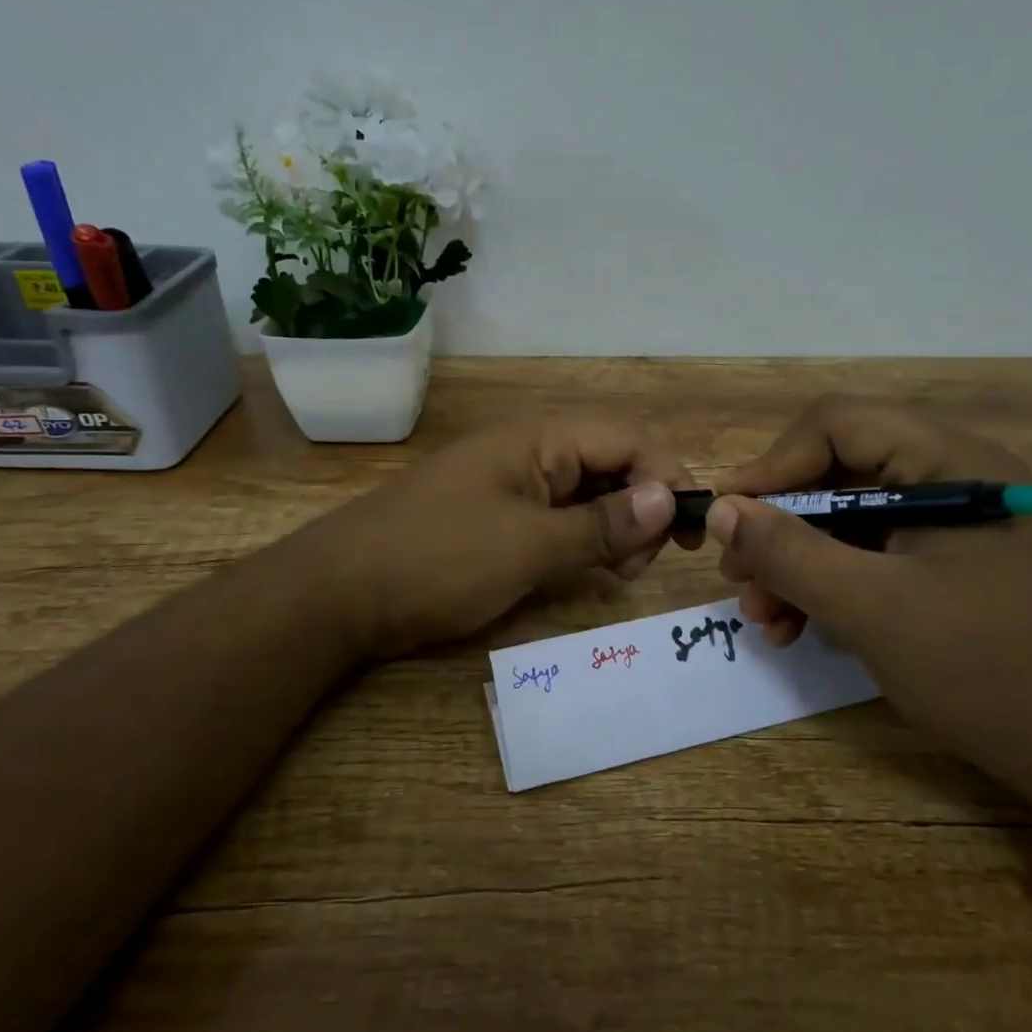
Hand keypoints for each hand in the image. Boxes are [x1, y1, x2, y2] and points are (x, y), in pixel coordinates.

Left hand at [307, 413, 691, 657]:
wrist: (340, 593)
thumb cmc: (439, 560)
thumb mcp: (529, 546)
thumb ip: (603, 525)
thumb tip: (671, 499)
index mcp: (539, 439)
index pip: (629, 439)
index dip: (668, 477)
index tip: (691, 534)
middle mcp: (530, 451)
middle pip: (612, 463)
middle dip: (643, 506)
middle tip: (640, 564)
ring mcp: (511, 483)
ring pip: (587, 493)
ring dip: (615, 527)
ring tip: (616, 574)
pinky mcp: (497, 516)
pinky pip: (558, 517)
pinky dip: (581, 540)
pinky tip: (585, 571)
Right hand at [707, 396, 1031, 823]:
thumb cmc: (990, 671)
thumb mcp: (873, 610)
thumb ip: (790, 553)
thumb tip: (722, 509)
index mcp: (951, 461)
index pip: (837, 425)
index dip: (772, 465)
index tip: (728, 519)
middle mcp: (955, 475)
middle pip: (839, 473)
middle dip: (779, 526)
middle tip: (738, 578)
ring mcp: (957, 522)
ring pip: (850, 519)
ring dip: (798, 562)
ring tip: (764, 618)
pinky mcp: (955, 564)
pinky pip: (876, 554)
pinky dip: (833, 584)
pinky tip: (802, 628)